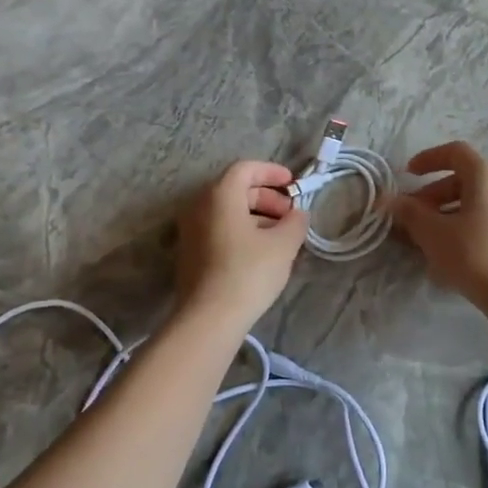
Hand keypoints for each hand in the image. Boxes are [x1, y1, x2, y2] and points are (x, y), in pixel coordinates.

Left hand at [174, 160, 308, 325]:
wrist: (209, 318)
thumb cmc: (248, 272)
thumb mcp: (284, 245)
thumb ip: (295, 222)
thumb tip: (297, 214)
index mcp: (220, 195)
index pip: (246, 169)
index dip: (272, 172)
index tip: (293, 184)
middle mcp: (199, 205)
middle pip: (235, 189)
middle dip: (267, 197)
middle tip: (289, 215)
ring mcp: (190, 230)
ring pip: (227, 211)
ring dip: (256, 215)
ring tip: (280, 236)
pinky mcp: (189, 252)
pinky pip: (218, 228)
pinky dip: (241, 230)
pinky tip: (260, 252)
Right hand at [389, 141, 487, 301]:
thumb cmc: (474, 254)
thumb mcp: (433, 232)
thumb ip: (409, 212)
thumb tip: (389, 200)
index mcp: (486, 176)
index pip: (455, 152)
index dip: (428, 159)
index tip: (407, 175)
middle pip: (463, 179)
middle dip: (432, 194)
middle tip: (411, 216)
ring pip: (474, 202)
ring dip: (446, 212)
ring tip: (425, 237)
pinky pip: (486, 220)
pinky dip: (464, 226)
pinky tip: (449, 252)